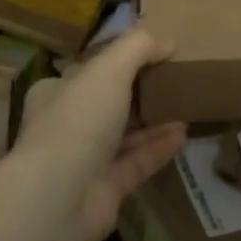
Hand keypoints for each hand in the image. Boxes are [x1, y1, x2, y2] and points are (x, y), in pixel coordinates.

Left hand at [12, 27, 185, 240]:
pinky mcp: (105, 190)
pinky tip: (183, 134)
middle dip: (138, 93)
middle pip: (106, 104)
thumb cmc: (78, 120)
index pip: (86, 73)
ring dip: (153, 120)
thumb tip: (167, 42)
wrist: (60, 198)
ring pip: (123, 136)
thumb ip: (138, 48)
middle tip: (173, 80)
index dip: (116, 62)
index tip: (150, 55)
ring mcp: (84, 162)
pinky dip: (158, 148)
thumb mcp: (109, 69)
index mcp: (54, 94)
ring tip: (185, 105)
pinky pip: (137, 163)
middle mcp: (65, 126)